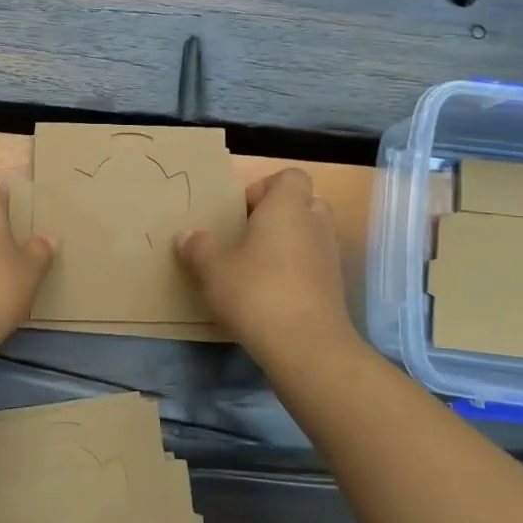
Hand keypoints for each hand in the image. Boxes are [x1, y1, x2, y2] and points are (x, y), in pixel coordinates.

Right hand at [176, 168, 359, 365]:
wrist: (306, 346)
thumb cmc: (257, 292)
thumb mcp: (213, 269)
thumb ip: (199, 247)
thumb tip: (188, 235)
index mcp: (287, 207)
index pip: (291, 176)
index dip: (266, 188)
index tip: (241, 211)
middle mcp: (315, 224)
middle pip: (305, 204)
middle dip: (280, 215)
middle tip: (249, 236)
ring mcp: (330, 257)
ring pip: (311, 236)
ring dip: (289, 245)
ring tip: (257, 267)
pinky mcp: (335, 288)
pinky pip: (315, 266)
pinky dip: (297, 272)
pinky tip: (270, 294)